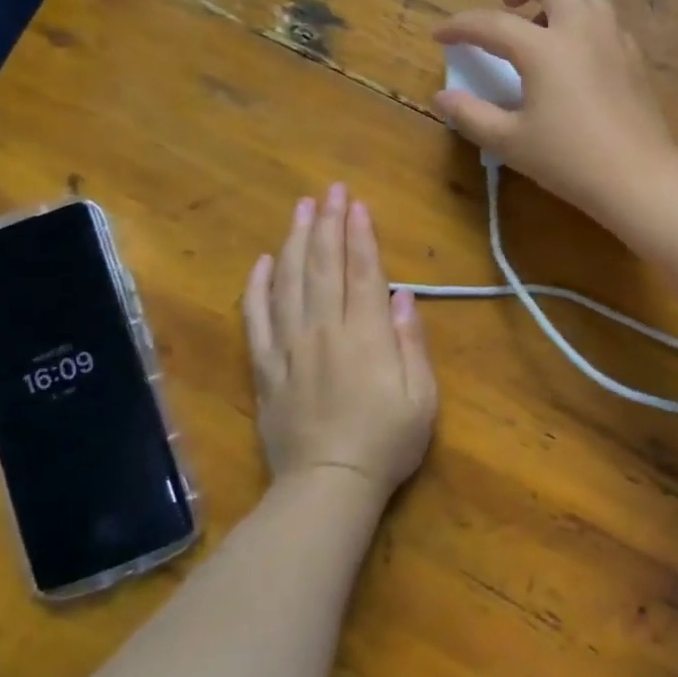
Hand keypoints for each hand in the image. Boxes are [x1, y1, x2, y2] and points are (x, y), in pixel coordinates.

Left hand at [243, 184, 437, 496]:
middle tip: (329, 190)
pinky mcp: (265, 368)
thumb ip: (412, 342)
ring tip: (300, 209)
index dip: (360, 234)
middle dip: (328, 223)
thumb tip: (402, 295)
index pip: (362, 271)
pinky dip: (257, 287)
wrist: (327, 487)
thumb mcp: (422, 396)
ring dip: (295, 241)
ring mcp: (289, 347)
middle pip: (323, 266)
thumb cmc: (386, 442)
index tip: (356, 203)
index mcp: (366, 335)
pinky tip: (262, 262)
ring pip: (289, 282)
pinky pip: (256, 319)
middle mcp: (324, 331)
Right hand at [433, 0, 677, 226]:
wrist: (638, 177)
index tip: (441, 35)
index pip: (492, 24)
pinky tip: (577, 54)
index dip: (460, 26)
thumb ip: (472, 115)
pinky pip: (607, 22)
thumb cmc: (569, 160)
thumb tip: (443, 97)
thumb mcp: (510, 142)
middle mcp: (581, 30)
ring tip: (543, 26)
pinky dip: (585, 22)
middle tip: (507, 1)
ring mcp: (614, 40)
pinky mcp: (635, 58)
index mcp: (544, 49)